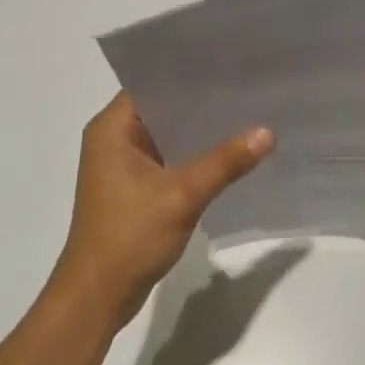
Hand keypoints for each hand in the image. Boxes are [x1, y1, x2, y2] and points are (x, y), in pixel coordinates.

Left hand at [51, 93, 273, 327]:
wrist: (97, 298)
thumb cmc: (128, 236)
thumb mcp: (182, 195)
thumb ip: (225, 161)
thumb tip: (267, 131)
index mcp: (112, 129)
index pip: (153, 83)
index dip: (190, 73)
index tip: (230, 66)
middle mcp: (114, 139)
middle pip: (164, 108)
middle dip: (203, 102)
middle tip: (249, 88)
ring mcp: (123, 166)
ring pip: (169, 135)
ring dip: (201, 131)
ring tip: (247, 114)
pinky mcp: (135, 189)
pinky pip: (171, 159)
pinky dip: (195, 156)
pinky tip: (231, 153)